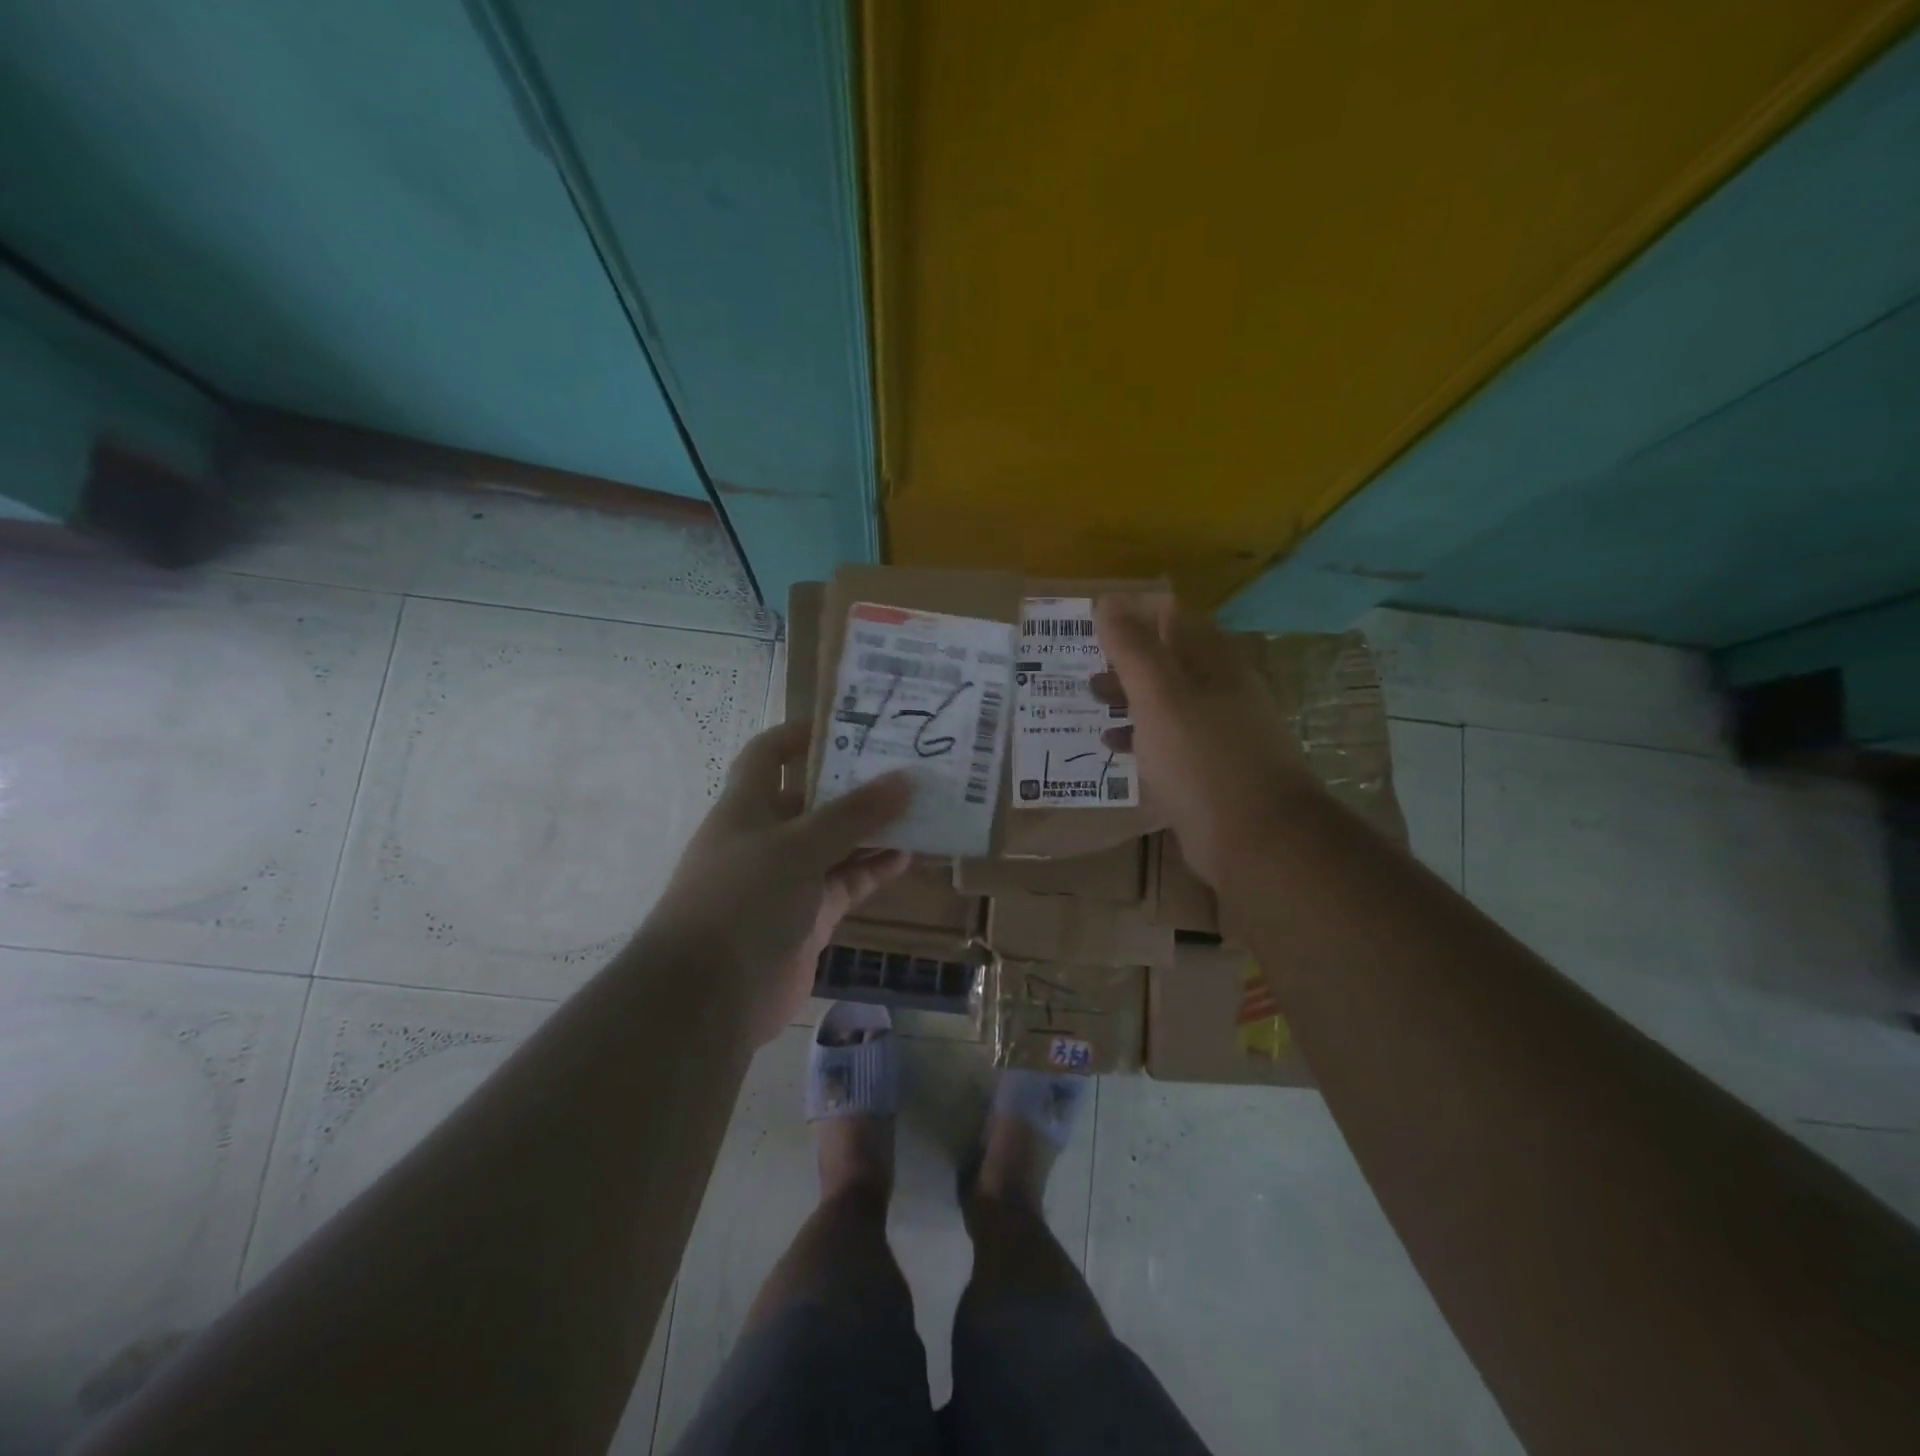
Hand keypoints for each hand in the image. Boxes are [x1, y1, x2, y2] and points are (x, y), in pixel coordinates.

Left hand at [648, 720, 912, 1044]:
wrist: (709, 997)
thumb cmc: (743, 900)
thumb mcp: (799, 846)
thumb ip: (854, 814)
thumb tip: (906, 779)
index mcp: (747, 807)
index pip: (768, 754)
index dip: (801, 735)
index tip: (850, 726)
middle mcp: (766, 837)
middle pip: (814, 800)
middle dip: (855, 786)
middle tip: (906, 769)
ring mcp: (788, 880)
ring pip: (836, 844)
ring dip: (872, 830)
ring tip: (919, 810)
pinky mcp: (808, 917)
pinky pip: (846, 883)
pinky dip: (873, 870)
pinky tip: (907, 857)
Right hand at [1092, 595, 1321, 886]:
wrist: (1257, 839)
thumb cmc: (1203, 758)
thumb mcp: (1159, 697)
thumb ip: (1133, 649)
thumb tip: (1108, 602)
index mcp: (1214, 661)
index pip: (1172, 615)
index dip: (1132, 612)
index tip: (1092, 622)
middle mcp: (1220, 688)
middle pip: (1168, 656)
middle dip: (1125, 655)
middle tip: (1085, 663)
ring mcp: (1218, 729)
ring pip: (1166, 698)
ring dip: (1129, 694)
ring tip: (1090, 698)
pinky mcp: (1210, 767)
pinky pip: (1169, 738)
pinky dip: (1140, 734)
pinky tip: (1113, 744)